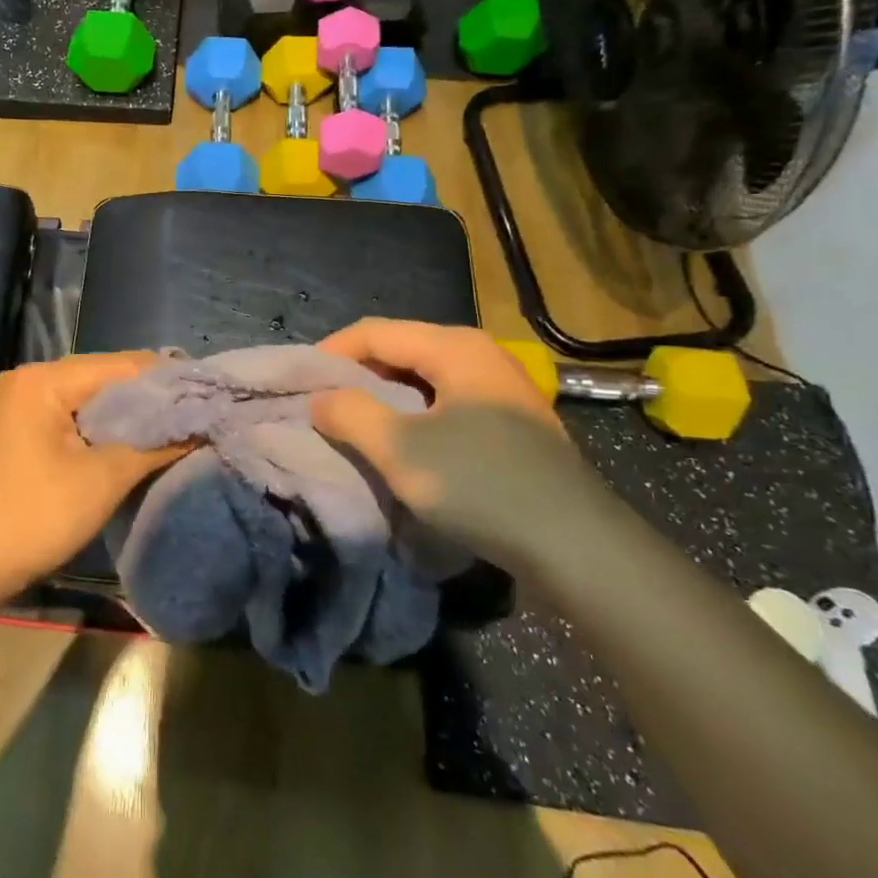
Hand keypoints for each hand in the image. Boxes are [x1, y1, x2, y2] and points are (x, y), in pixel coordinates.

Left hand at [0, 353, 186, 602]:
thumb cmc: (32, 517)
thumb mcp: (102, 480)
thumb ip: (154, 446)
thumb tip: (200, 427)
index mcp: (42, 380)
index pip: (120, 365)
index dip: (167, 379)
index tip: (209, 393)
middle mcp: (25, 381)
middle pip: (101, 378)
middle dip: (148, 398)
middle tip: (197, 413)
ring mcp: (15, 406)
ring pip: (85, 400)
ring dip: (125, 416)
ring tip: (173, 427)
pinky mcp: (14, 432)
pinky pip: (67, 418)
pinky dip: (99, 429)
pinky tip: (129, 442)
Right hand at [309, 320, 615, 571]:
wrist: (577, 545)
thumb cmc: (480, 485)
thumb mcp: (400, 450)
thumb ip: (350, 413)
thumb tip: (320, 398)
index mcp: (454, 346)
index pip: (374, 331)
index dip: (330, 353)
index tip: (299, 384)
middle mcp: (480, 352)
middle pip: (400, 347)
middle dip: (356, 373)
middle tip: (323, 403)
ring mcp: (501, 385)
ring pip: (423, 375)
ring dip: (384, 394)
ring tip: (355, 421)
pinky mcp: (511, 418)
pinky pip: (446, 398)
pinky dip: (414, 410)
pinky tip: (403, 439)